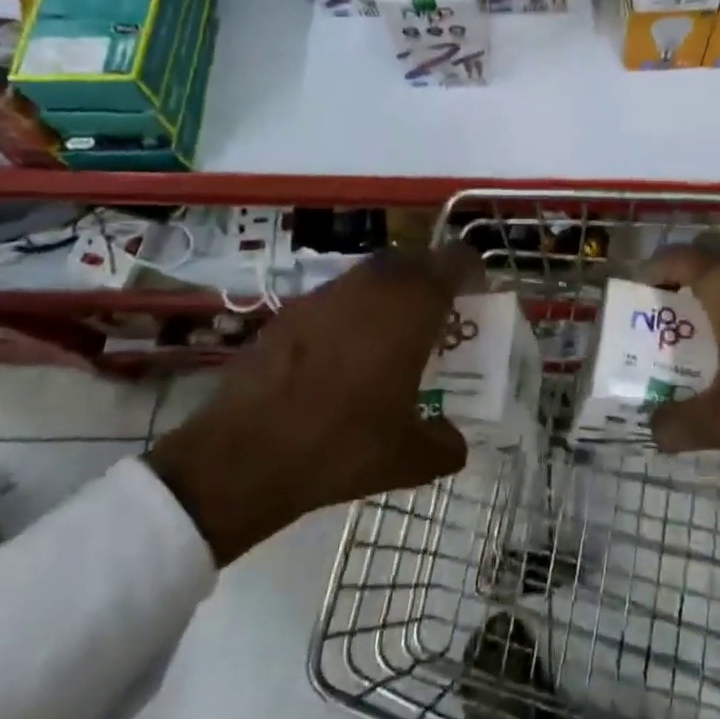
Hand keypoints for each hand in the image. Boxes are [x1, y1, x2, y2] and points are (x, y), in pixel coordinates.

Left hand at [145, 248, 474, 564]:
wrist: (244, 455)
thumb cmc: (342, 446)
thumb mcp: (409, 458)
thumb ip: (445, 444)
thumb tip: (457, 443)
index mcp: (412, 307)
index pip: (454, 260)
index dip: (470, 270)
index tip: (475, 294)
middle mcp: (373, 286)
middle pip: (414, 260)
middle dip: (430, 278)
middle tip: (436, 315)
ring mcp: (327, 293)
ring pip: (372, 275)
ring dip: (389, 293)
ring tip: (390, 335)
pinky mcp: (290, 310)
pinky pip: (336, 297)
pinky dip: (350, 312)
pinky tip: (340, 355)